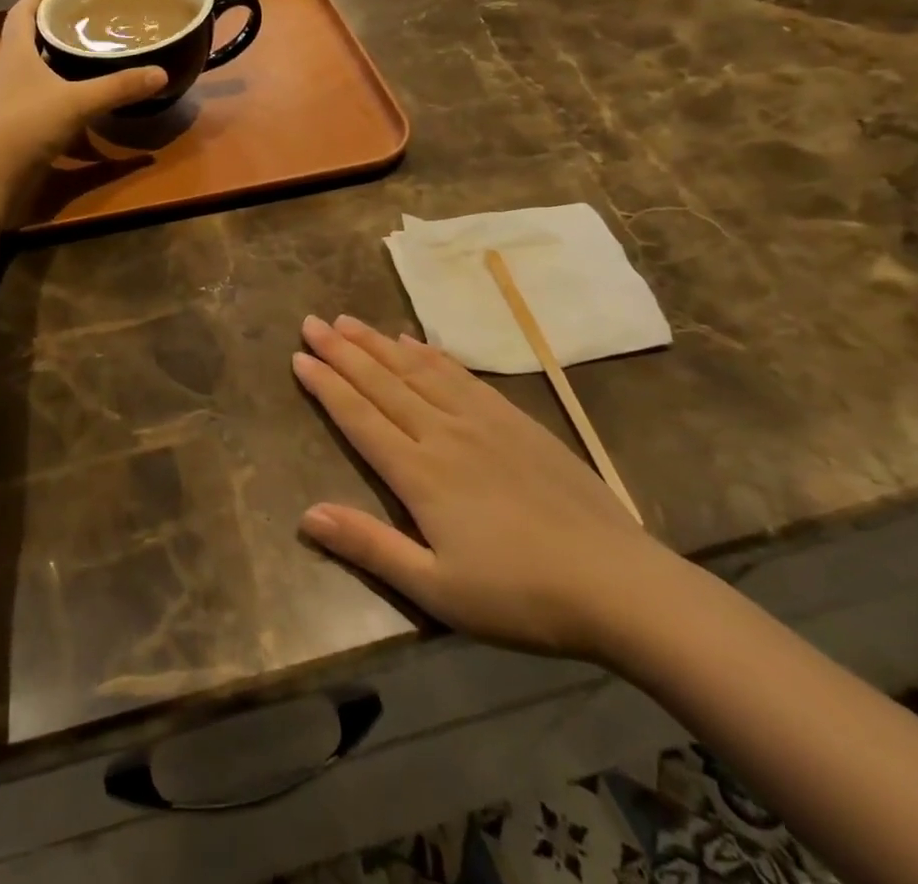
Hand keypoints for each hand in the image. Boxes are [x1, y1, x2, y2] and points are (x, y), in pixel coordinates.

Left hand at [0, 0, 165, 190]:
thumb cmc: (28, 124)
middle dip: (52, 26)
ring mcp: (5, 97)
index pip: (23, 10)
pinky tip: (77, 102)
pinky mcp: (10, 123)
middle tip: (85, 20)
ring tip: (85, 56)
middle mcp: (5, 69)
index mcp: (14, 50)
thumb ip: (119, 87)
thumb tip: (160, 73)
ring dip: (53, 60)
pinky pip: (35, 97)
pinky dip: (55, 93)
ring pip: (30, 69)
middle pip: (26, 37)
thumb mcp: (79, 102)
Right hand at [294, 315, 687, 660]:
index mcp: (420, 474)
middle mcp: (443, 433)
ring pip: (417, 371)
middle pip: (382, 383)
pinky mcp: (515, 419)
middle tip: (312, 322)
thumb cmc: (520, 596)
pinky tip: (415, 342)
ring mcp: (482, 421)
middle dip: (343, 351)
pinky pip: (461, 376)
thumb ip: (370, 547)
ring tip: (350, 321)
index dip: (327, 385)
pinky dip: (431, 354)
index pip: (360, 418)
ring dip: (379, 344)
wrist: (617, 583)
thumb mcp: (437, 590)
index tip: (299, 357)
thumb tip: (306, 516)